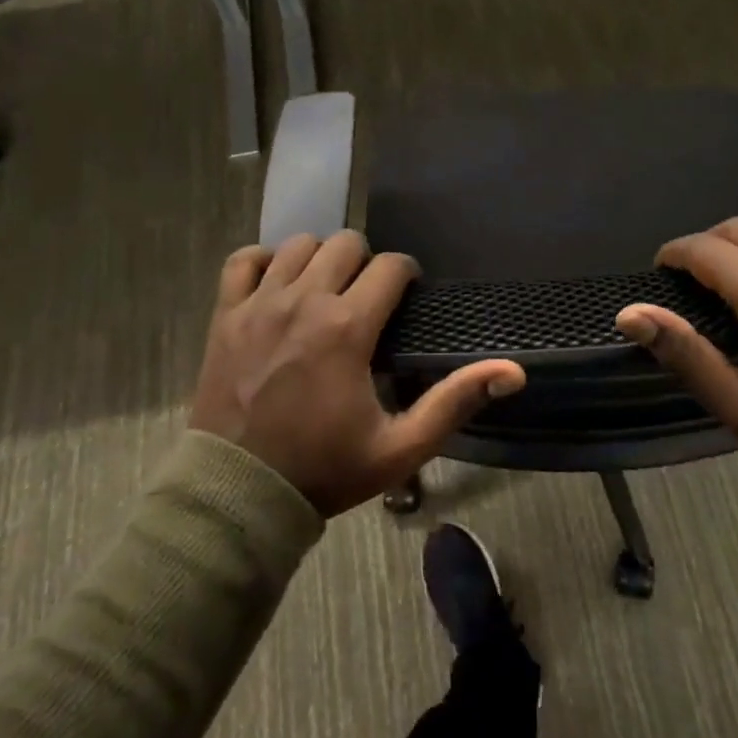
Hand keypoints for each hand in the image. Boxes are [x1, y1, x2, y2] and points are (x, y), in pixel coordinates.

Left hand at [190, 231, 526, 515]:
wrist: (239, 493)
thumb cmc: (325, 469)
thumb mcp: (401, 447)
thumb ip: (455, 402)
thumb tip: (513, 371)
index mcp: (347, 328)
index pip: (390, 266)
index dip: (407, 274)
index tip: (408, 294)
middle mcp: (303, 302)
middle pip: (345, 243)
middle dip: (366, 261)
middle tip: (369, 296)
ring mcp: (258, 304)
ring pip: (297, 244)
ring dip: (320, 259)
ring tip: (327, 289)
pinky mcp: (225, 315)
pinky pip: (242, 260)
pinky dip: (263, 261)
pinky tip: (277, 283)